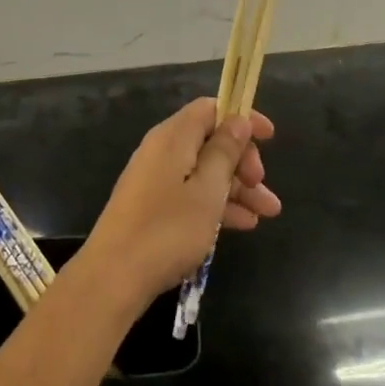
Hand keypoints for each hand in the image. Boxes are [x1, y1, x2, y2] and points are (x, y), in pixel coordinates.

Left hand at [81, 99, 280, 310]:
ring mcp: (155, 178)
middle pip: (209, 141)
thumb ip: (224, 152)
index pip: (210, 109)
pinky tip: (243, 224)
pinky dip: (217, 203)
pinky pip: (192, 193)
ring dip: (237, 187)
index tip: (270, 137)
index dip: (241, 117)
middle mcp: (162, 150)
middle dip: (242, 160)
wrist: (114, 276)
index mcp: (173, 136)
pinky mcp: (153, 205)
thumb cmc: (167, 229)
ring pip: (204, 171)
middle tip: (263, 186)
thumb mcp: (207, 190)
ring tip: (268, 213)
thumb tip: (237, 119)